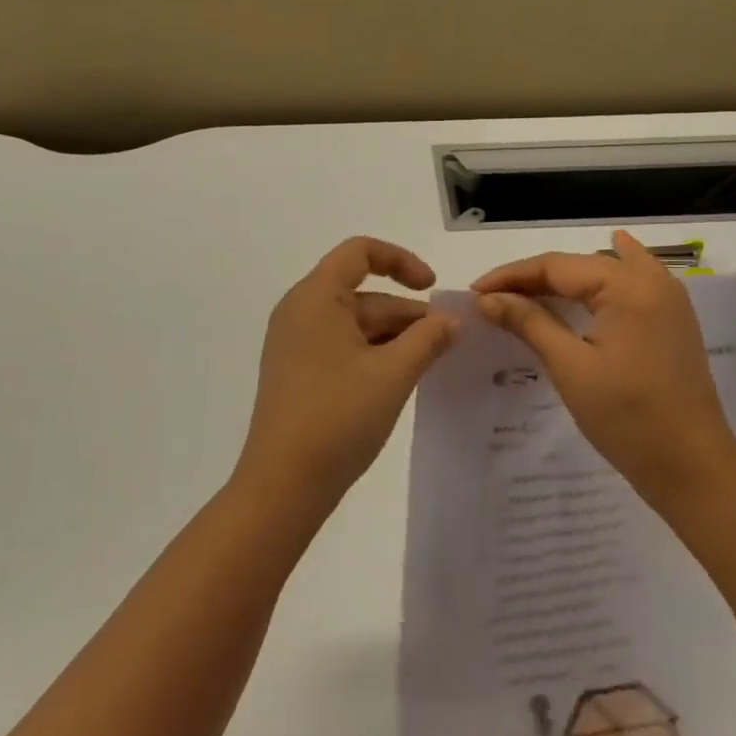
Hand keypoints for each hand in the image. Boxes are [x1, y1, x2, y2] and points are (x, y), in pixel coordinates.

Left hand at [237, 237, 457, 515]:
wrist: (283, 484)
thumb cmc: (338, 416)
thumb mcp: (393, 373)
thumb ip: (428, 338)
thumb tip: (451, 320)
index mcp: (315, 297)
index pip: (359, 252)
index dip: (401, 261)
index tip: (432, 288)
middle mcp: (300, 312)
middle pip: (362, 293)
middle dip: (406, 312)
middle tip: (448, 341)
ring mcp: (295, 345)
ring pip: (354, 324)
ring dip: (394, 337)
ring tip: (432, 362)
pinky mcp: (297, 374)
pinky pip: (341, 348)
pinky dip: (373, 355)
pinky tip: (400, 379)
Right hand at [471, 230, 735, 511]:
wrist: (691, 467)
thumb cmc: (627, 417)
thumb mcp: (570, 367)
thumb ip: (529, 323)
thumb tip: (487, 298)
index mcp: (627, 286)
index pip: (556, 266)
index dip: (511, 276)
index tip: (474, 292)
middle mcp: (652, 281)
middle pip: (580, 265)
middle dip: (534, 278)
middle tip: (493, 298)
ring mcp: (668, 301)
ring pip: (607, 271)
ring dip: (567, 278)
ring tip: (528, 287)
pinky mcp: (673, 322)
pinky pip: (636, 282)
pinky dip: (614, 271)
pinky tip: (615, 250)